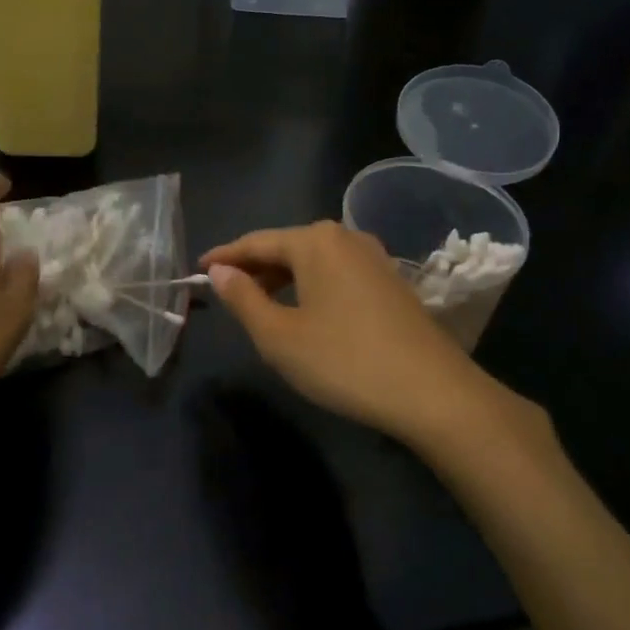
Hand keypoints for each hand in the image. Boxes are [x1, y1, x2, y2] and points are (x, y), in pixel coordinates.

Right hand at [201, 221, 529, 452]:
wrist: (431, 391)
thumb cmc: (344, 361)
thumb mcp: (280, 336)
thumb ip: (244, 299)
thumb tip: (221, 271)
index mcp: (315, 241)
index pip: (256, 242)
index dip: (224, 256)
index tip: (198, 270)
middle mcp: (347, 238)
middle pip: (288, 247)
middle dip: (255, 268)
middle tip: (226, 292)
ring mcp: (375, 258)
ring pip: (315, 261)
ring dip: (285, 279)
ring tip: (261, 304)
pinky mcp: (392, 281)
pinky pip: (339, 274)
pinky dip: (313, 287)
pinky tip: (307, 312)